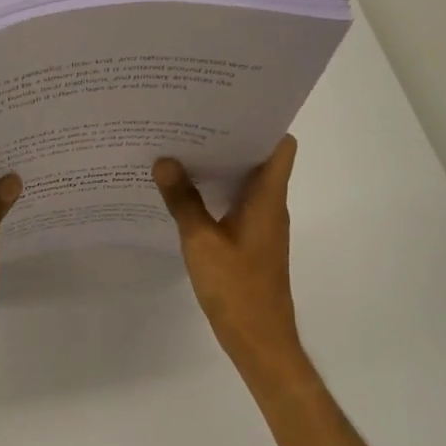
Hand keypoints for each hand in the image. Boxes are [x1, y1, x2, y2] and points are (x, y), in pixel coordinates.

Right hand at [153, 135, 304, 375]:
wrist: (259, 340)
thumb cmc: (237, 288)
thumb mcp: (201, 242)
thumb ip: (183, 201)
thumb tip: (165, 161)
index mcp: (267, 198)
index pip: (280, 145)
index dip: (261, 121)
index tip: (228, 105)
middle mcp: (269, 205)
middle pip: (260, 158)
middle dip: (229, 138)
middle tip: (191, 120)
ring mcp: (261, 224)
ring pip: (245, 181)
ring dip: (221, 166)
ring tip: (182, 149)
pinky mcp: (250, 241)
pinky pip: (235, 203)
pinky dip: (216, 192)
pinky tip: (185, 192)